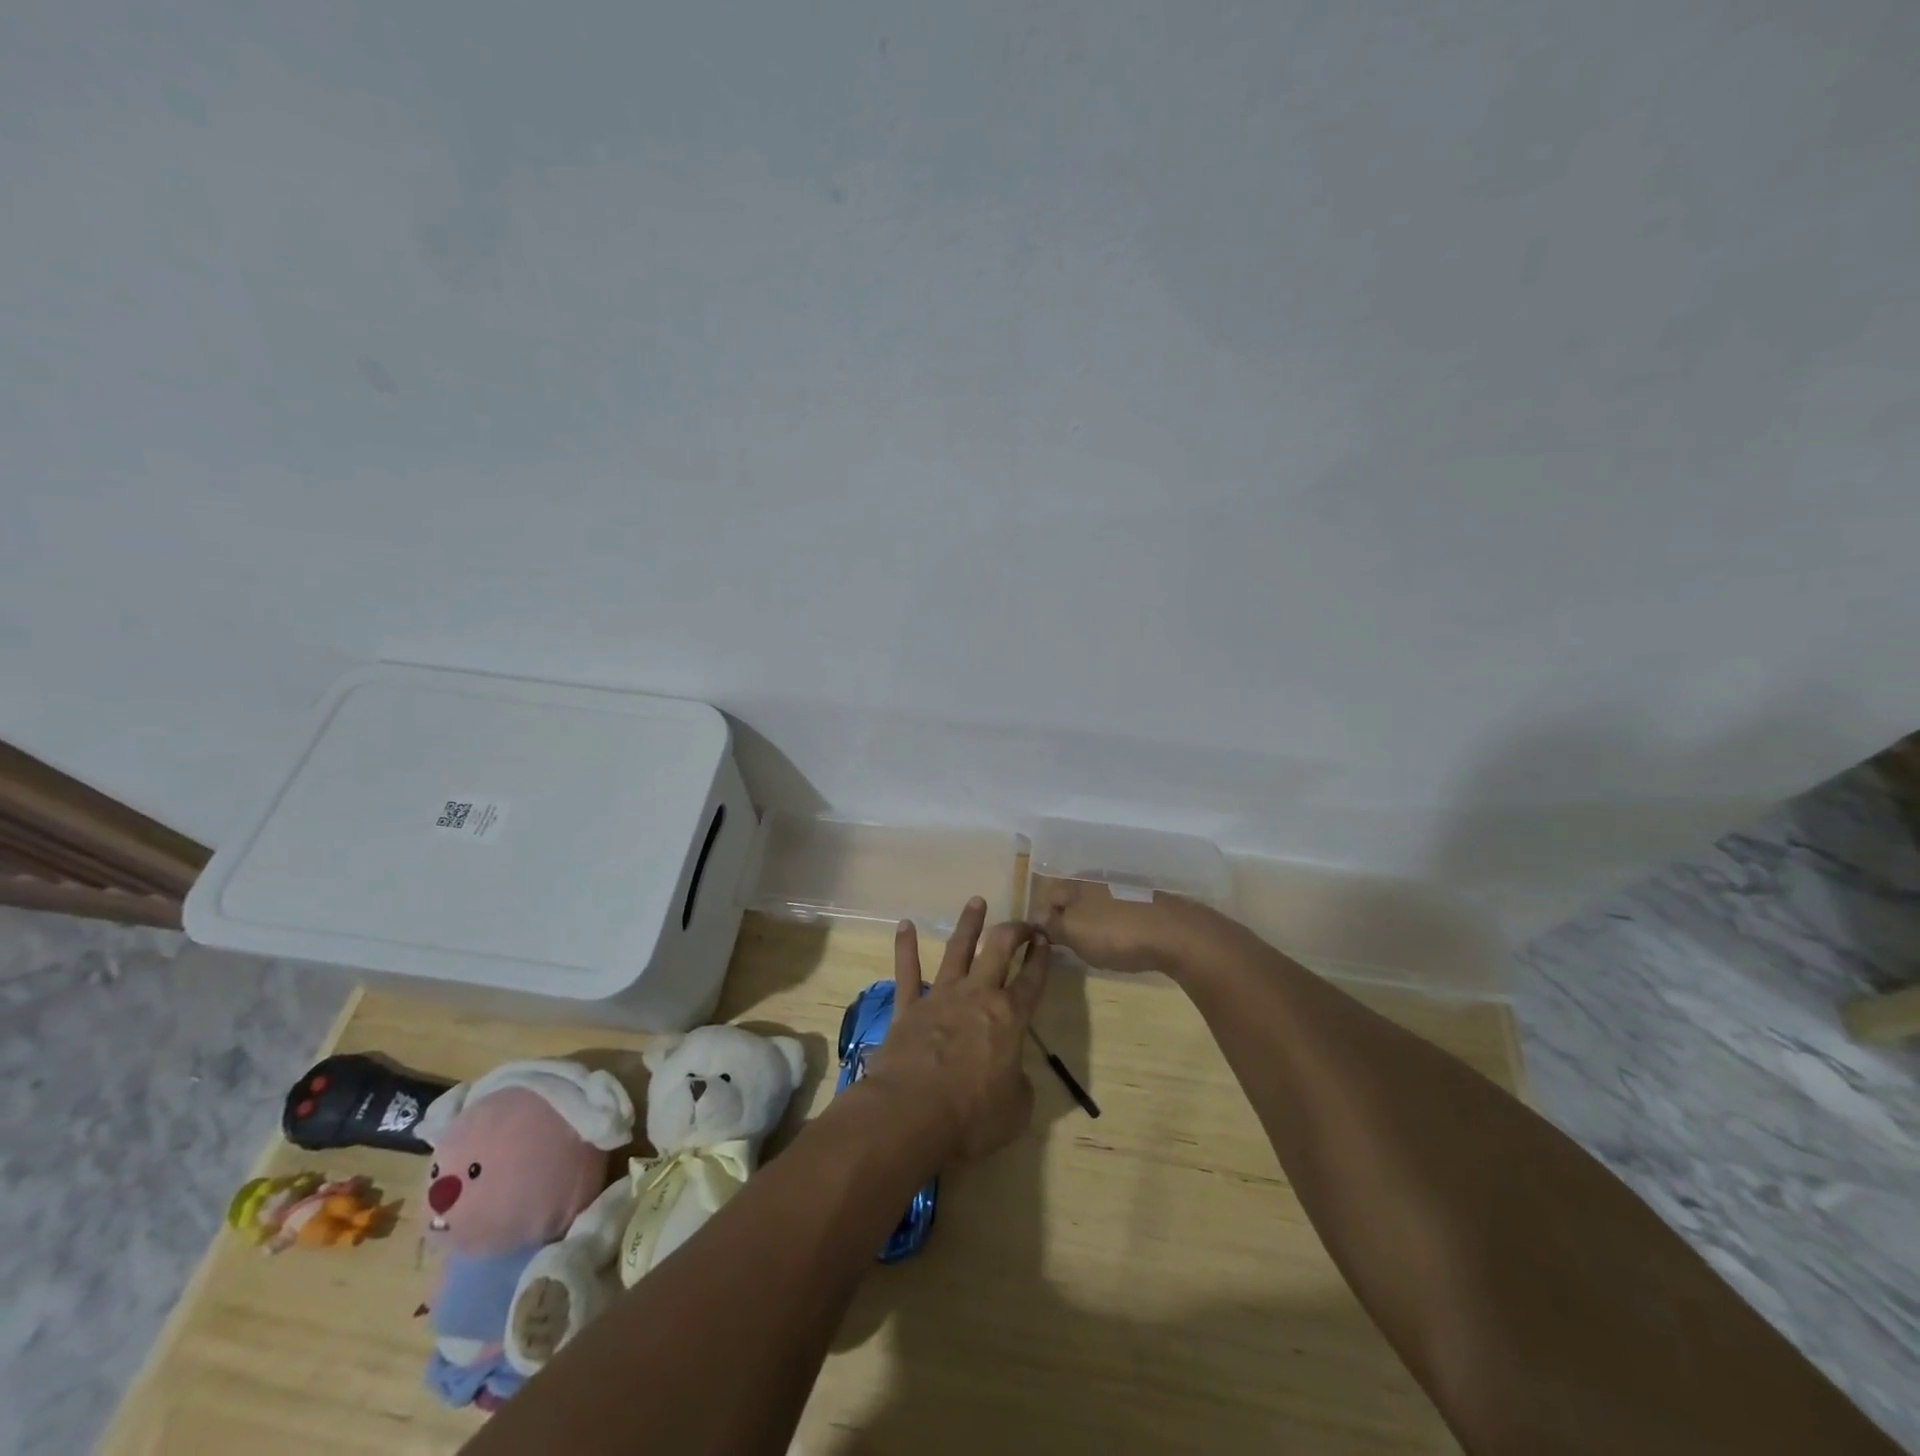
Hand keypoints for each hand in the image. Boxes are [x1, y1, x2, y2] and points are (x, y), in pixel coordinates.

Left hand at [864, 897, 1049, 1163]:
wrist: (910, 1114)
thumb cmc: (972, 1116)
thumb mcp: (1016, 1110)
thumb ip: (1019, 1084)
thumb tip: (1012, 1074)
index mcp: (1010, 1018)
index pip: (1032, 979)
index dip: (1042, 958)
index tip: (1047, 940)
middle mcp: (977, 996)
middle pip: (998, 950)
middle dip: (1013, 931)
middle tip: (1022, 923)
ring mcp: (940, 997)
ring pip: (957, 950)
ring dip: (969, 925)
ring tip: (976, 901)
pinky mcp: (908, 1007)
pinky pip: (907, 971)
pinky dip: (905, 947)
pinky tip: (904, 925)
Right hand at [1033, 877, 1215, 976]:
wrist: (1177, 934)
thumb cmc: (1117, 933)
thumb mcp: (1074, 933)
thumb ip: (1052, 925)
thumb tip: (1039, 920)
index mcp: (1077, 883)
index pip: (1048, 895)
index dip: (1043, 918)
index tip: (1047, 942)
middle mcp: (1099, 880)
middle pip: (1074, 899)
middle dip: (1069, 919)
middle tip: (1071, 946)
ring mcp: (1126, 889)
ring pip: (1098, 905)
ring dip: (1094, 923)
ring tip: (1098, 947)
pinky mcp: (1148, 903)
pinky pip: (1122, 913)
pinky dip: (1117, 926)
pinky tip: (1125, 942)